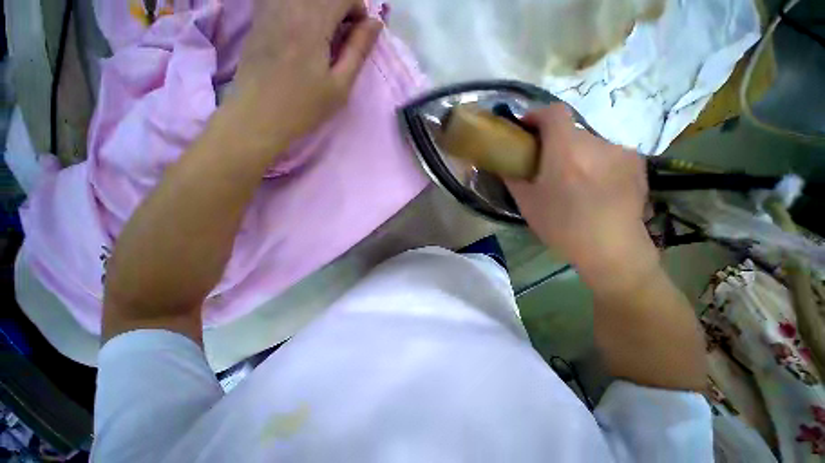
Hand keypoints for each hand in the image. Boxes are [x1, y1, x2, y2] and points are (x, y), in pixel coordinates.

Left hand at [231, 0, 382, 147]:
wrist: (249, 123)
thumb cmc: (297, 109)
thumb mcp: (339, 85)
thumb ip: (359, 48)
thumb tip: (375, 23)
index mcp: (313, 25)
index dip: (356, 9)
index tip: (352, 32)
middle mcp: (290, 12)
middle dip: (336, 6)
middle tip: (334, 31)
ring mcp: (269, 17)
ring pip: (299, 0)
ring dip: (315, 8)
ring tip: (314, 30)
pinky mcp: (256, 26)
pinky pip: (276, 4)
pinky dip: (292, 10)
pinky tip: (293, 29)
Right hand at [506, 105, 656, 288]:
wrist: (615, 251)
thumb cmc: (568, 229)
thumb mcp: (530, 205)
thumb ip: (514, 176)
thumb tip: (505, 161)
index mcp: (566, 147)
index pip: (552, 111)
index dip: (539, 116)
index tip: (532, 133)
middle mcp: (594, 141)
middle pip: (573, 132)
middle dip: (563, 145)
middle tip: (559, 171)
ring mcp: (618, 151)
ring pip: (594, 146)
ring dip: (586, 158)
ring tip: (586, 187)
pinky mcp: (636, 163)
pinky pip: (614, 157)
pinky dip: (607, 167)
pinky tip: (607, 190)